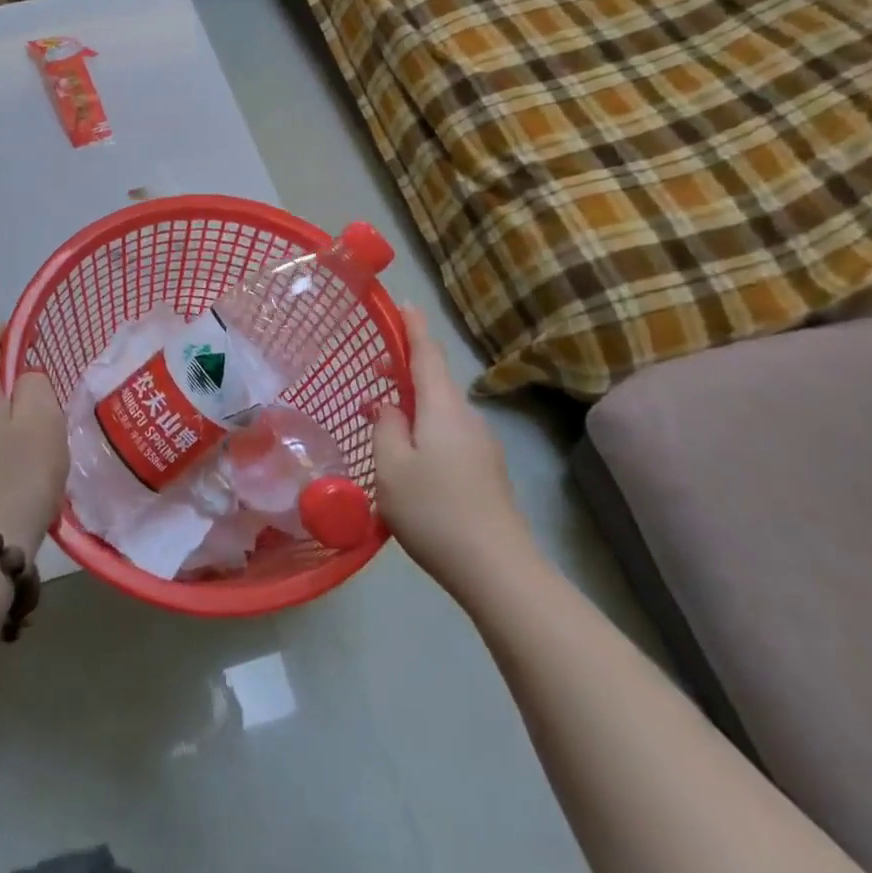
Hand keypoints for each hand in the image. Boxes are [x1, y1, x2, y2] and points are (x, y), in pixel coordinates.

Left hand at [0, 329, 68, 555]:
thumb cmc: (18, 475)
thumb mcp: (43, 418)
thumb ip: (35, 383)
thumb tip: (23, 379)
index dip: (11, 334)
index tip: (39, 345)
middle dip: (11, 377)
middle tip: (47, 399)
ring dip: (4, 410)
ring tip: (37, 436)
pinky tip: (17, 465)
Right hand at [374, 306, 531, 596]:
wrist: (498, 569)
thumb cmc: (435, 510)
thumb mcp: (392, 467)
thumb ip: (386, 427)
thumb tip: (389, 406)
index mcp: (442, 407)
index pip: (427, 353)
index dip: (413, 326)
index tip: (403, 303)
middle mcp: (466, 417)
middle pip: (435, 380)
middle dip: (405, 369)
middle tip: (374, 371)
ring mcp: (482, 444)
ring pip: (441, 410)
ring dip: (413, 403)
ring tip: (383, 421)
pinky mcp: (487, 470)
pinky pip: (450, 433)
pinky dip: (426, 428)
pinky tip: (410, 457)